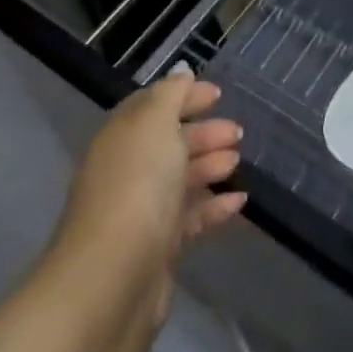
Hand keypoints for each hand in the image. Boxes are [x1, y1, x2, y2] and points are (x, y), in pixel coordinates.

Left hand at [53, 69, 246, 317]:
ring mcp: (141, 211)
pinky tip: (239, 202)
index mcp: (122, 136)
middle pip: (168, 143)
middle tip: (237, 131)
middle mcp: (127, 169)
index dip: (183, 97)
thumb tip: (181, 72)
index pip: (153, 107)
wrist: (113, 278)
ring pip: (179, 180)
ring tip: (238, 162)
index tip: (217, 95)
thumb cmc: (136, 185)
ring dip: (209, 166)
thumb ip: (171, 95)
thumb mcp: (154, 124)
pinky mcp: (157, 250)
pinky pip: (189, 218)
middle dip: (202, 132)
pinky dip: (213, 207)